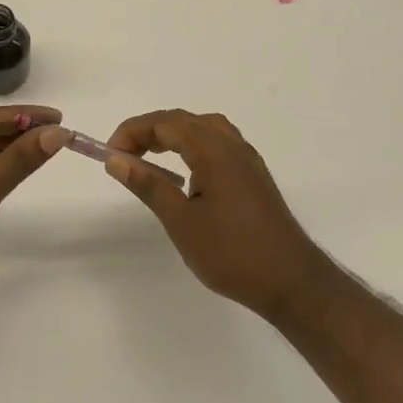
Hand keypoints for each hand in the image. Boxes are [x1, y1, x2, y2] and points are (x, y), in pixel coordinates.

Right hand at [105, 109, 334, 322]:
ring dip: (173, 135)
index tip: (111, 153)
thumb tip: (116, 159)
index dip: (134, 131)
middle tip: (124, 155)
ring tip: (150, 158)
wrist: (291, 282)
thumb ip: (148, 185)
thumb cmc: (232, 253)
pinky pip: (218, 143)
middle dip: (150, 131)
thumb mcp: (181, 221)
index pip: (166, 122)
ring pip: (204, 129)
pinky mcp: (254, 175)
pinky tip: (186, 173)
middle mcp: (232, 145)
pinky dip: (193, 146)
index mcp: (214, 150)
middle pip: (184, 121)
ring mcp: (247, 159)